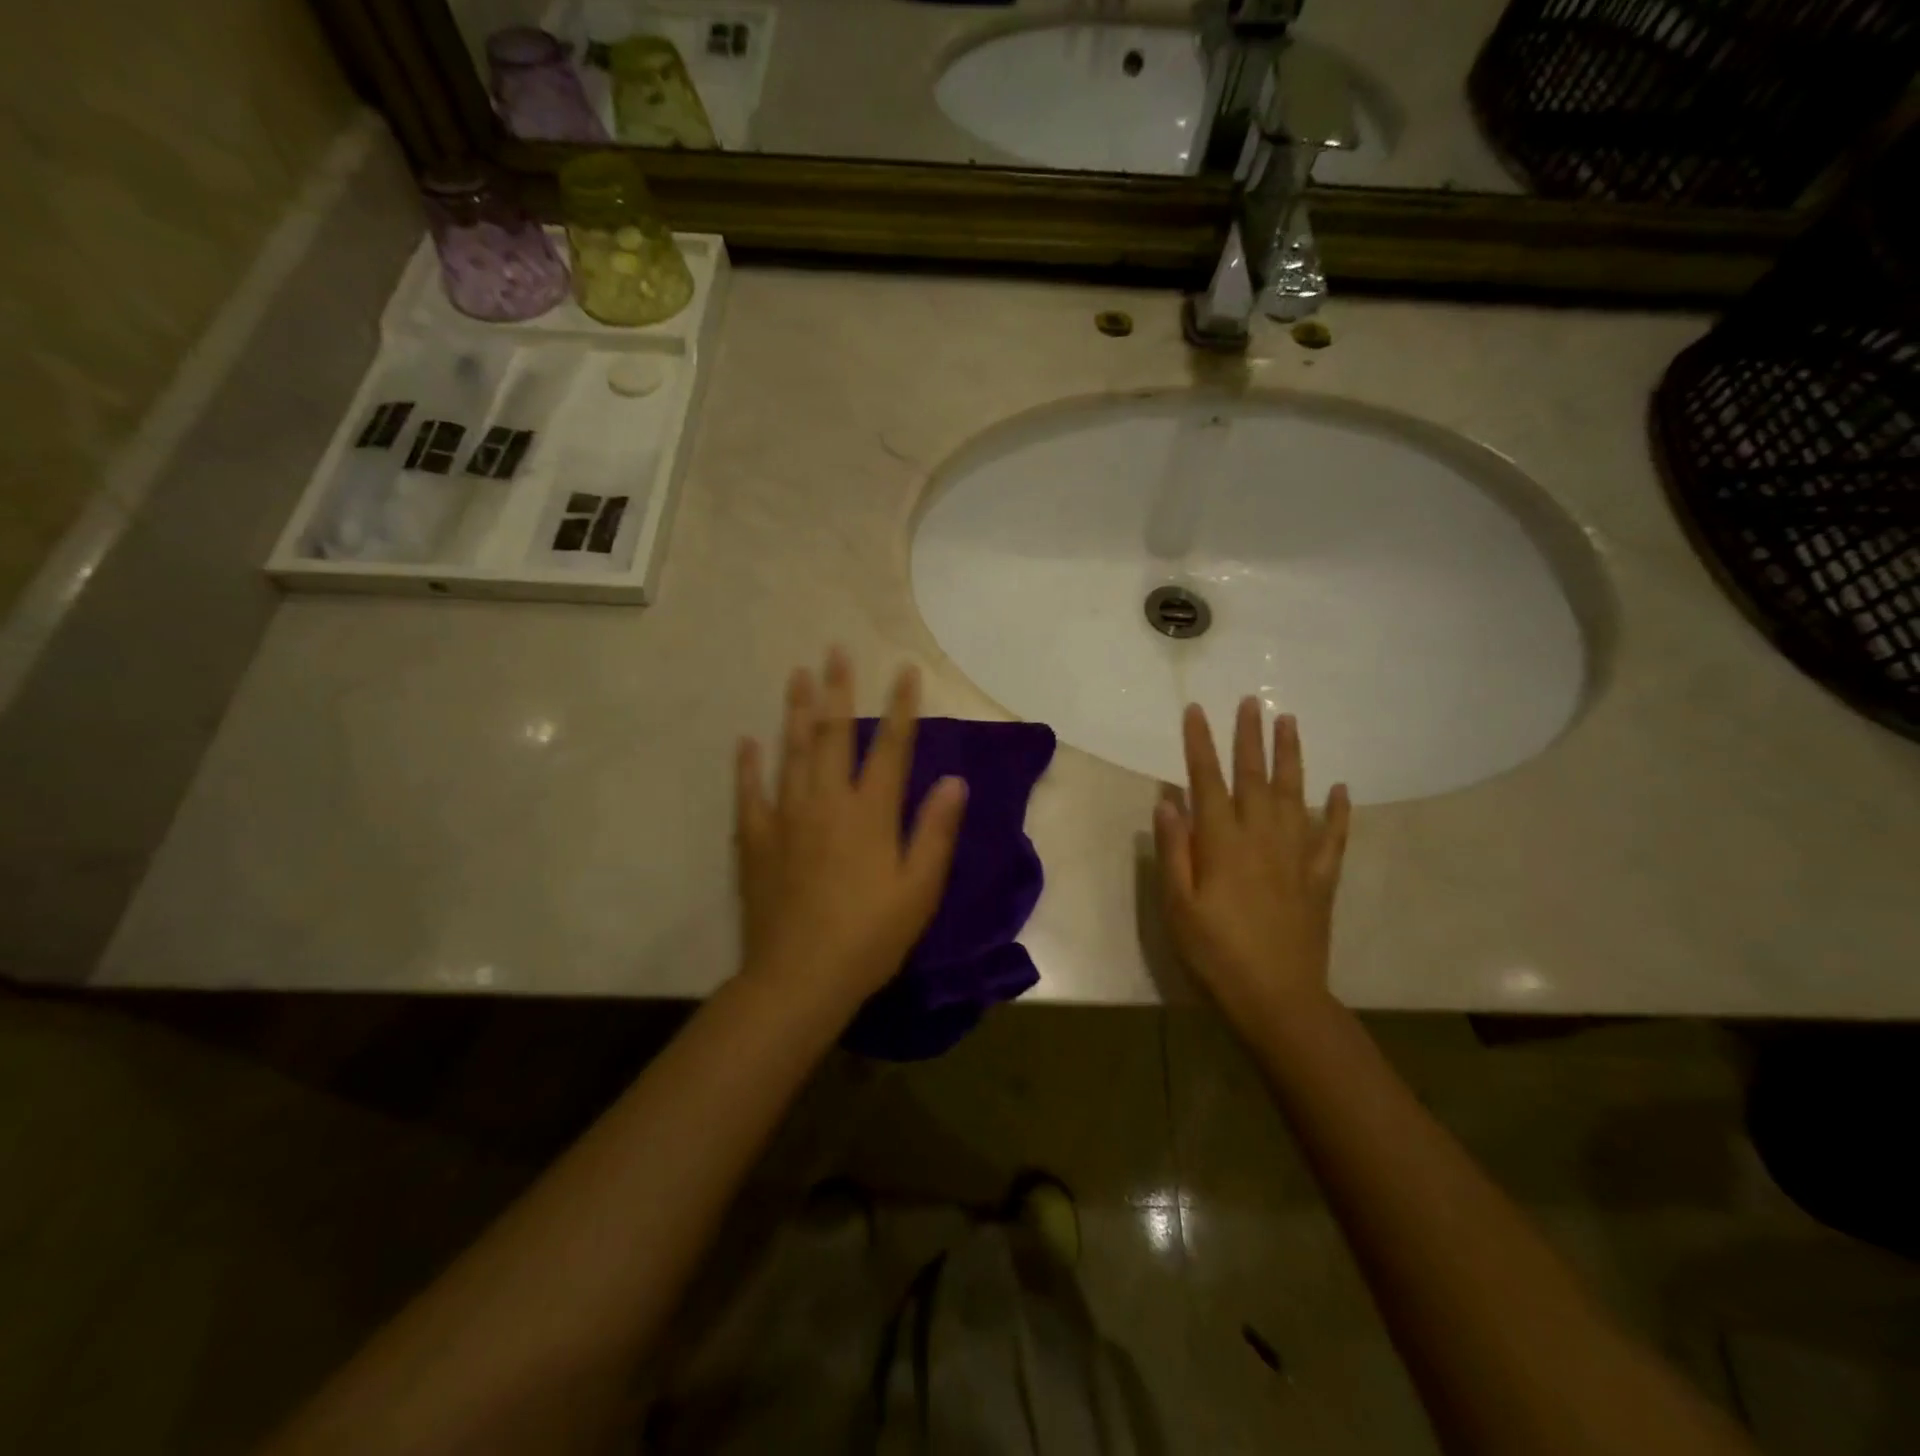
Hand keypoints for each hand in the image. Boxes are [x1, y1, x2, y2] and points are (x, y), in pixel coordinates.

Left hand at [735, 648, 968, 1012]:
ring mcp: (787, 817)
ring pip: (792, 751)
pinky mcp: (756, 840)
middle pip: (835, 735)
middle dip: (839, 690)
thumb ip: (936, 831)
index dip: (902, 707)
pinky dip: (748, 765)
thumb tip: (956, 780)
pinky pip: (750, 793)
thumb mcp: (919, 889)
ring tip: (797, 675)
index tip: (906, 671)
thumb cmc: (870, 936)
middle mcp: (827, 802)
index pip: (892, 747)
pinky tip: (747, 741)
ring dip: (797, 711)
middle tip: (835, 651)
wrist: (800, 977)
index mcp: (871, 813)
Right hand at [1153, 699, 1351, 1031]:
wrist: (1278, 998)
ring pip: (1295, 794)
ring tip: (1289, 723)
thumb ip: (1174, 850)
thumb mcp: (1178, 905)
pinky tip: (1339, 789)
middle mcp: (1262, 837)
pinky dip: (1337, 811)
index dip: (1200, 744)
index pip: (1207, 780)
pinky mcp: (1321, 878)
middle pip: (1255, 776)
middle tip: (1251, 701)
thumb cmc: (1215, 953)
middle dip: (1249, 736)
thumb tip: (1168, 800)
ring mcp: (1297, 855)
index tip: (1196, 711)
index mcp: (1222, 842)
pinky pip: (1332, 836)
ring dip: (1291, 756)